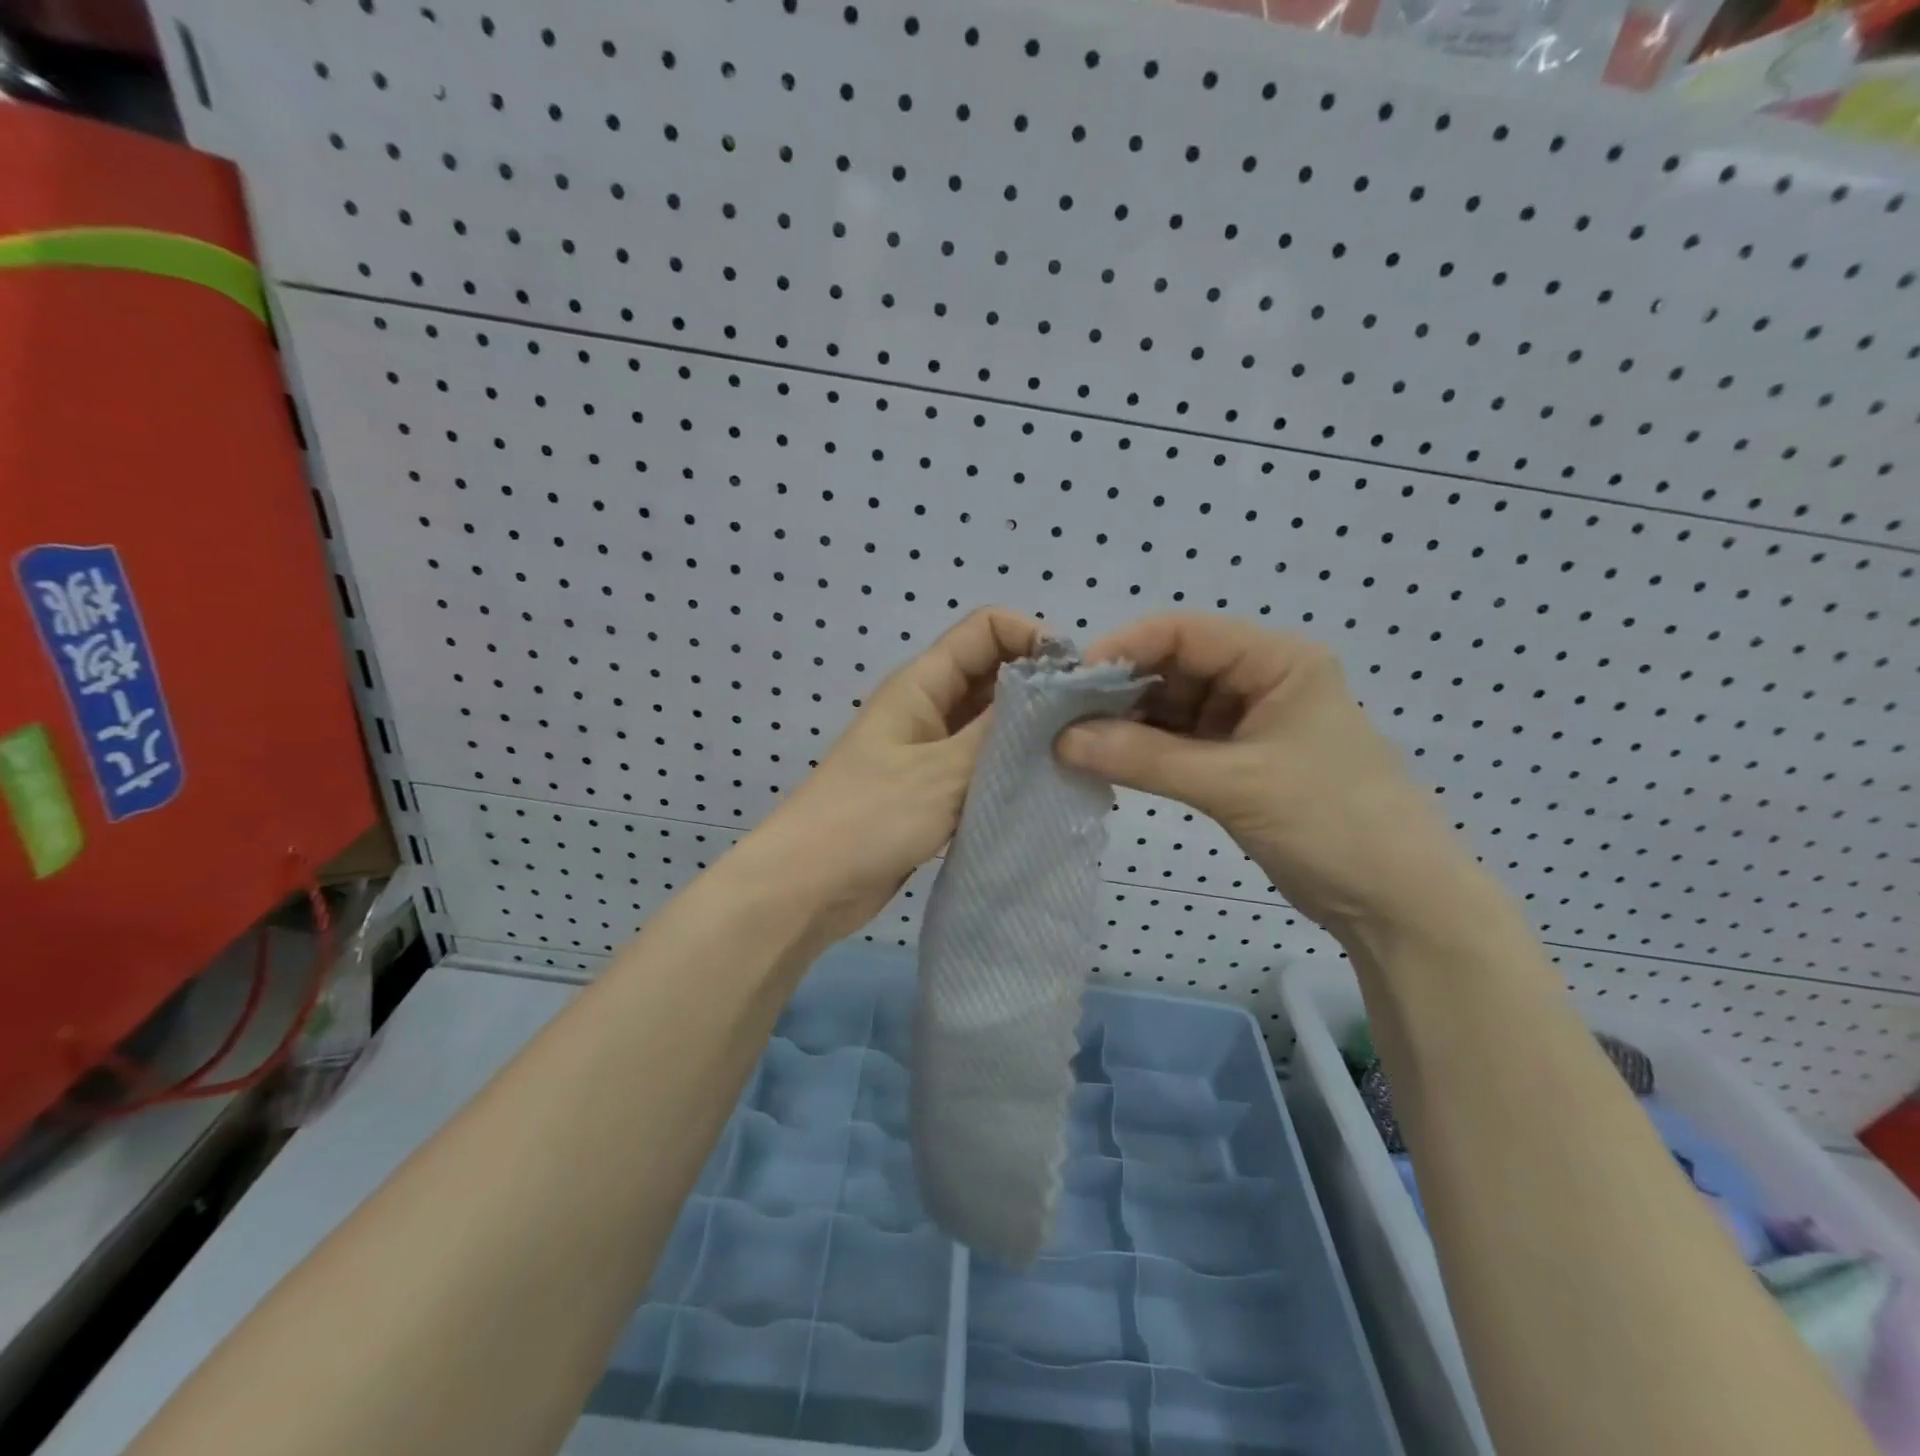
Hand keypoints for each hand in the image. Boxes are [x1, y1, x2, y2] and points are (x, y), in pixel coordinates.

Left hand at [751, 607, 1043, 940]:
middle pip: (994, 674)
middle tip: (1087, 723)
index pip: (987, 629)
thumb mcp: (943, 771)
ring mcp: (930, 750)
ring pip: (991, 724)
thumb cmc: (869, 818)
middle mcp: (928, 707)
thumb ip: (1002, 732)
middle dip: (1040, 688)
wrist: (807, 888)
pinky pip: (981, 766)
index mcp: (922, 683)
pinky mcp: (933, 791)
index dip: (1033, 637)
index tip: (1075, 678)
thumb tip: (1057, 694)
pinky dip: (1011, 771)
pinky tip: (1045, 789)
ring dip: (1029, 734)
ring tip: (1075, 757)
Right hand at [1054, 614, 1480, 939]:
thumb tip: (1061, 740)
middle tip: (1062, 718)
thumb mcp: (1235, 784)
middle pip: (1174, 667)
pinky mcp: (1239, 762)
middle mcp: (1262, 679)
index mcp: (1278, 660)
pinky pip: (1179, 744)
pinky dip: (1144, 752)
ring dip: (1127, 723)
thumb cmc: (1332, 824)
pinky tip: (1106, 761)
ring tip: (1074, 741)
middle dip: (1119, 690)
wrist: (1398, 904)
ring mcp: (1250, 722)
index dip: (1124, 649)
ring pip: (1172, 707)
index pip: (1186, 632)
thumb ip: (1145, 759)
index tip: (1069, 682)